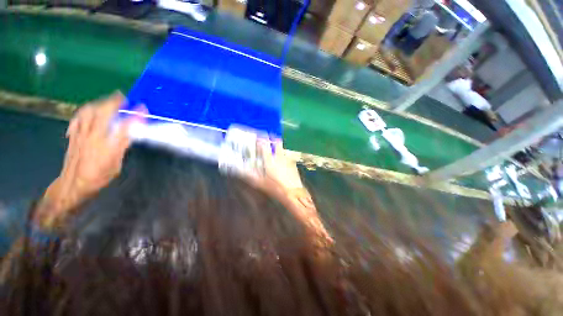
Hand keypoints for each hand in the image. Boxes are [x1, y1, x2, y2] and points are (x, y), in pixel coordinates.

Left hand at [34, 92, 143, 227]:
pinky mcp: (73, 136)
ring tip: (106, 100)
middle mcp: (93, 137)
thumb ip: (121, 148)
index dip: (134, 115)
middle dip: (113, 102)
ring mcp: (81, 135)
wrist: (73, 184)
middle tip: (122, 97)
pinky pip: (78, 118)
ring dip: (99, 103)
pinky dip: (85, 111)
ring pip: (88, 112)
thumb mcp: (116, 165)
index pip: (124, 126)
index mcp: (108, 147)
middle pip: (103, 113)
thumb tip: (129, 134)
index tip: (142, 107)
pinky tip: (88, 110)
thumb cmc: (98, 177)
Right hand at [245, 138, 304, 195]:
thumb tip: (241, 171)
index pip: (265, 145)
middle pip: (277, 142)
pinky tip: (283, 163)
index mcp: (270, 160)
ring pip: (282, 149)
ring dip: (278, 148)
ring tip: (275, 152)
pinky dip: (284, 157)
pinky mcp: (293, 164)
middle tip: (269, 139)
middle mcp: (279, 157)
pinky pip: (287, 157)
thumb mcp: (261, 183)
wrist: (293, 192)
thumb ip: (251, 176)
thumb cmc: (275, 188)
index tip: (258, 137)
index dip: (261, 139)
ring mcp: (287, 159)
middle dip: (273, 138)